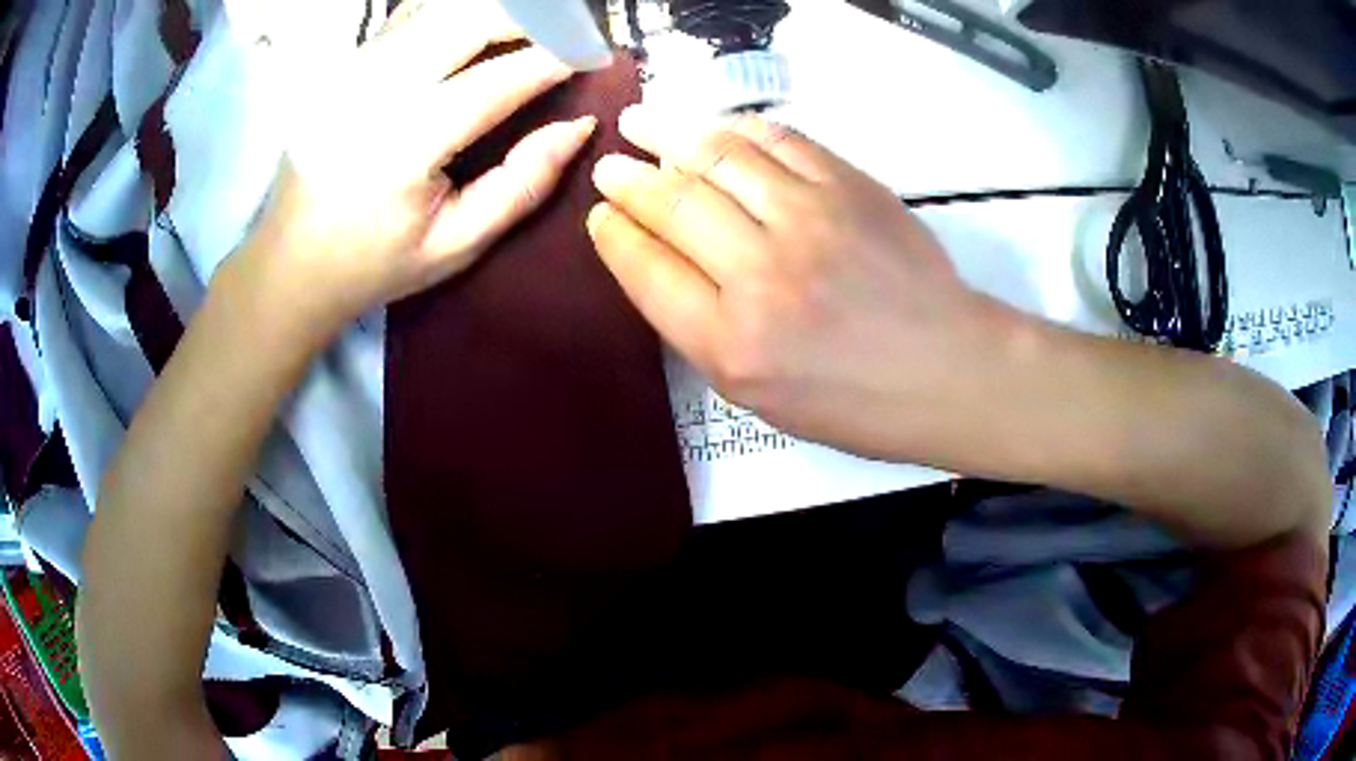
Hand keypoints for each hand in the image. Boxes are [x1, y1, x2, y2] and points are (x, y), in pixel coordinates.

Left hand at [239, 0, 595, 340]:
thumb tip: (579, 125)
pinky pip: (409, 17)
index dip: (552, 59)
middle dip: (528, 17)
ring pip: (437, 8)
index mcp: (403, 147)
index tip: (593, 54)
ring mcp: (350, 73)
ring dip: (492, 10)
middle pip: (465, 20)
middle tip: (566, 31)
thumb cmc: (375, 262)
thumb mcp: (458, 244)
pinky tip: (475, 28)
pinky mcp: (342, 66)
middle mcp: (372, 94)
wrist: (291, 263)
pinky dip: (452, 12)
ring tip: (528, 28)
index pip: (495, 81)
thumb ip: (524, 184)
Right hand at [588, 108, 1009, 460]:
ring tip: (644, 125)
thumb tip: (657, 257)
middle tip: (611, 166)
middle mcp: (762, 274)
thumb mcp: (757, 395)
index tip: (601, 214)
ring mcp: (810, 219)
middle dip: (628, 179)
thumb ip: (700, 328)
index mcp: (731, 344)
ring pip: (718, 156)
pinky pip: (777, 139)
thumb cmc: (852, 401)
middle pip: (673, 204)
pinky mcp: (850, 186)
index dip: (614, 233)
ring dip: (670, 135)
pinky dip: (736, 128)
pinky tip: (716, 129)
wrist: (946, 369)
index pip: (646, 268)